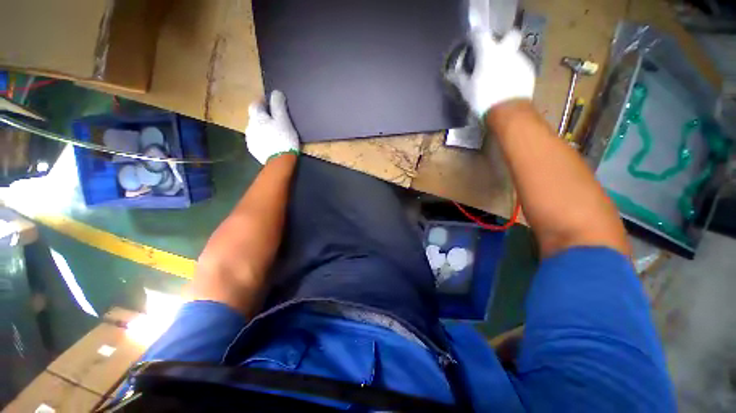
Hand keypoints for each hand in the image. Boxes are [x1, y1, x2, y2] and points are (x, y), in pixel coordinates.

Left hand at [246, 90, 300, 164]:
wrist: (280, 161)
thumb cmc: (283, 138)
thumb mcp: (284, 120)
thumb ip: (278, 106)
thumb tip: (276, 92)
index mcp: (257, 117)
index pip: (255, 104)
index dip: (262, 102)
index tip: (271, 103)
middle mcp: (250, 126)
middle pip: (255, 117)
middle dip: (263, 117)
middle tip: (276, 121)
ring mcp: (250, 139)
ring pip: (255, 129)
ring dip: (262, 129)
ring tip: (274, 134)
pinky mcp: (254, 150)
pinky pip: (257, 140)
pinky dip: (263, 139)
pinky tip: (271, 144)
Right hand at [447, 29, 535, 117]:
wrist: (507, 110)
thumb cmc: (482, 98)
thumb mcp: (466, 89)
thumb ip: (459, 78)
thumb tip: (449, 73)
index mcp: (489, 52)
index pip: (480, 34)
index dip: (474, 36)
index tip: (470, 42)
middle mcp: (507, 50)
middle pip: (510, 35)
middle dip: (504, 40)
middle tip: (495, 54)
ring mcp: (521, 60)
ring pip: (515, 53)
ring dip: (507, 60)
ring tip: (499, 77)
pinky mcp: (529, 71)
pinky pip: (520, 67)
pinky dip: (514, 72)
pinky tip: (508, 85)